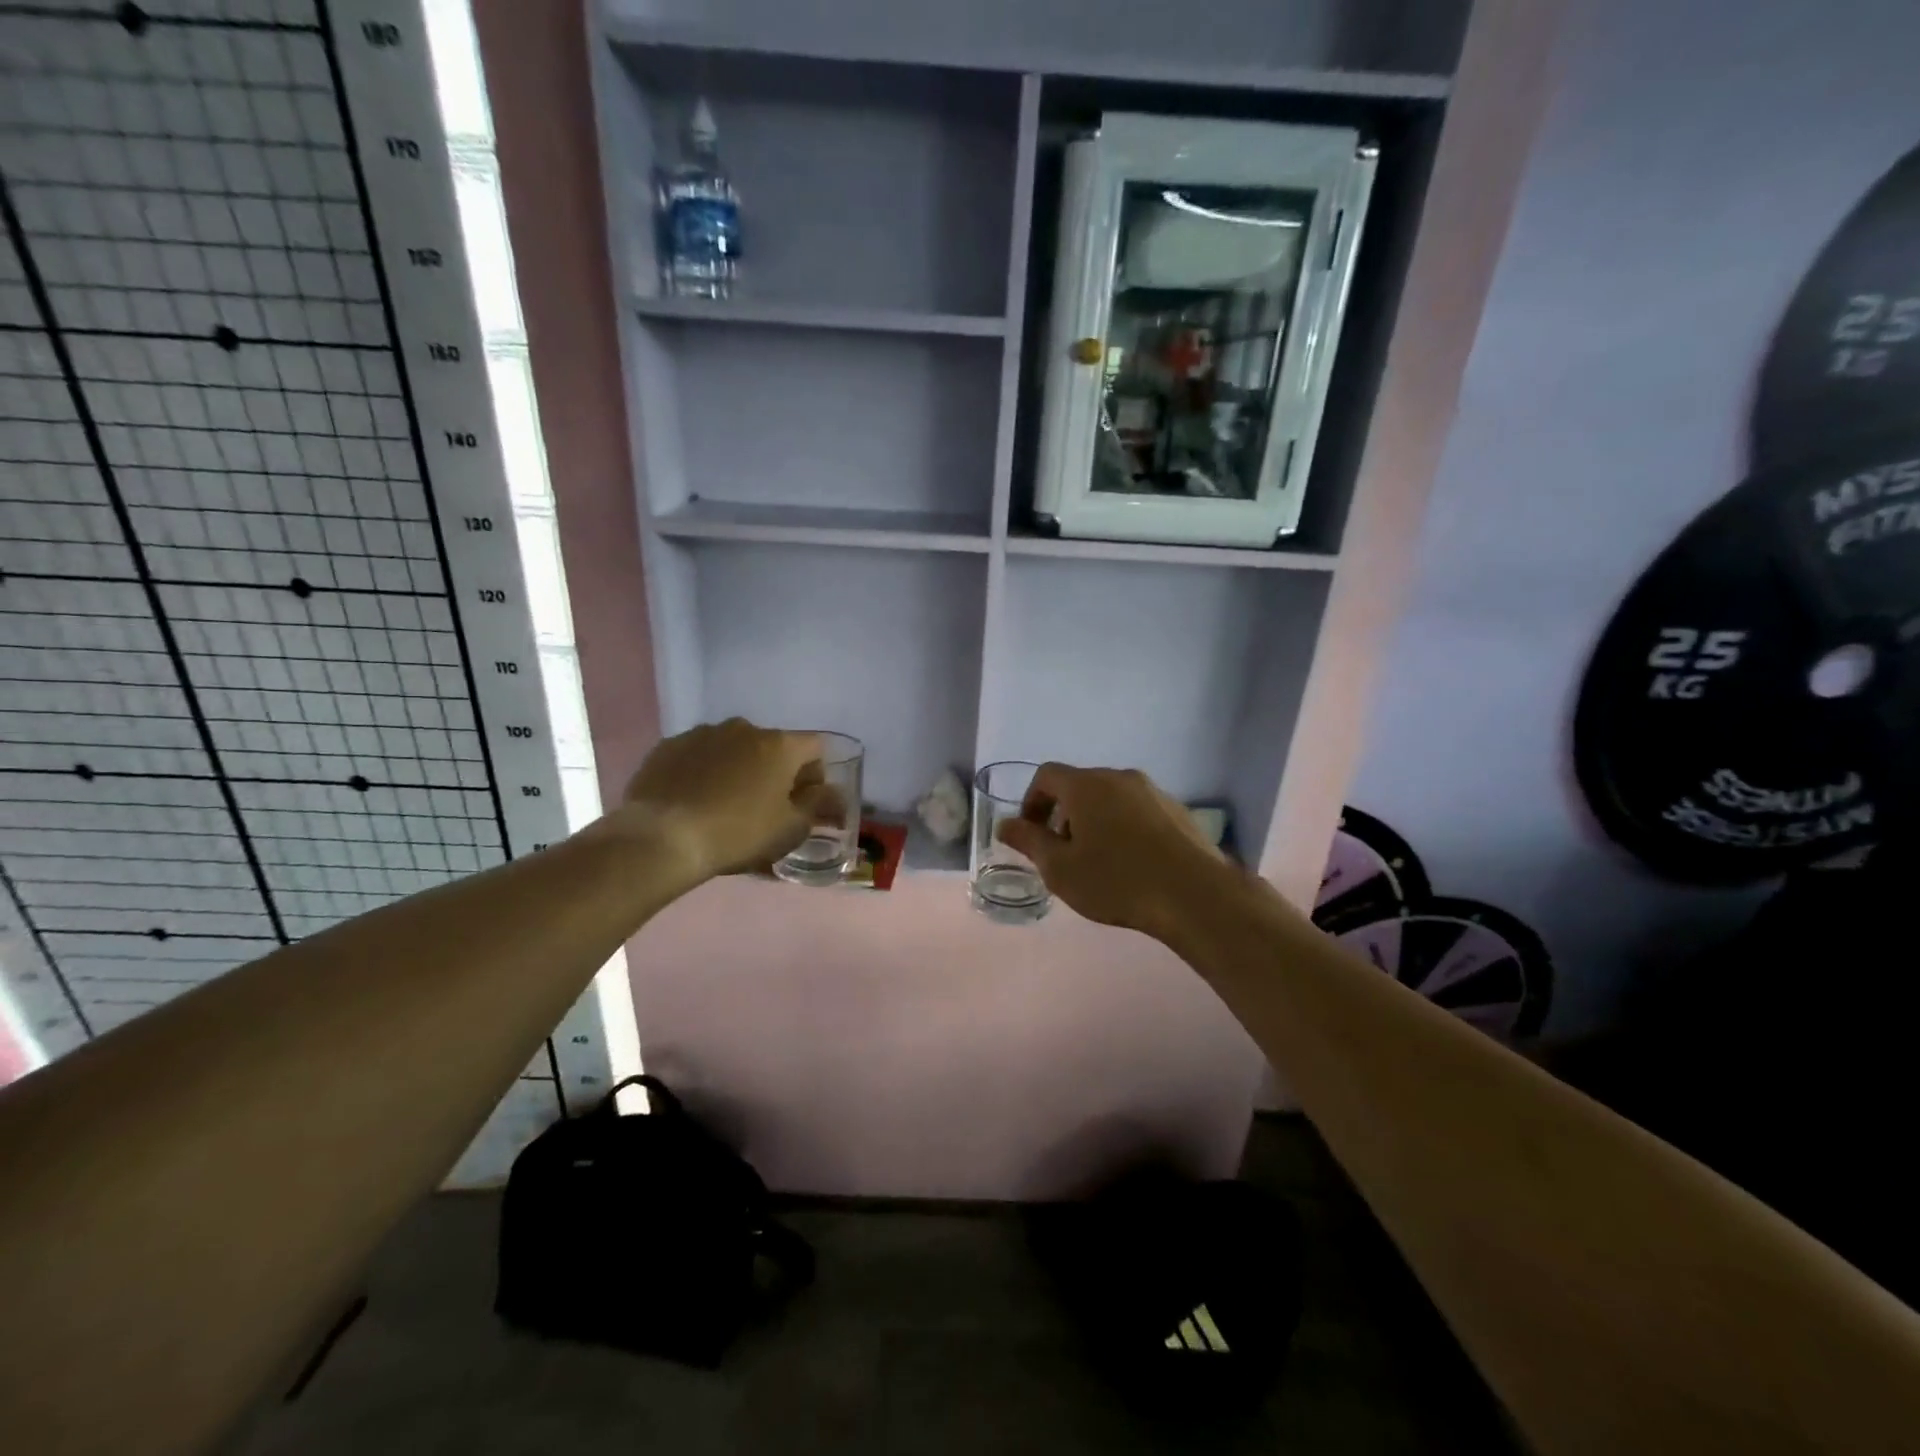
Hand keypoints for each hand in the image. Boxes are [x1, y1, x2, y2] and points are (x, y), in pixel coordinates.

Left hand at [621, 718, 829, 880]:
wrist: (663, 837)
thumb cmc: (739, 833)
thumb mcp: (791, 829)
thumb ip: (817, 805)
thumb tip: (831, 793)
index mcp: (780, 745)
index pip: (815, 747)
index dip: (815, 774)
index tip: (804, 802)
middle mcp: (744, 728)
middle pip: (772, 746)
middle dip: (774, 771)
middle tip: (764, 806)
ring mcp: (703, 733)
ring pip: (733, 748)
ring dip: (738, 768)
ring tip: (723, 803)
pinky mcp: (668, 746)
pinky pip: (698, 755)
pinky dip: (703, 771)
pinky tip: (693, 800)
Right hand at [997, 763, 1235, 941]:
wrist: (1195, 895)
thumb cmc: (1116, 881)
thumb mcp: (1060, 868)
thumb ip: (1029, 842)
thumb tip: (1005, 824)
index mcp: (1087, 785)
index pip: (1047, 775)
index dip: (1031, 802)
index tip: (1031, 834)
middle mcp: (1120, 777)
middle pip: (1080, 785)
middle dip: (1063, 814)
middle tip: (1063, 852)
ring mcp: (1153, 792)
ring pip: (1111, 798)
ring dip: (1095, 821)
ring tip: (1098, 862)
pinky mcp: (1178, 811)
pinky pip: (1138, 811)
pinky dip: (1124, 828)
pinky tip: (1132, 864)